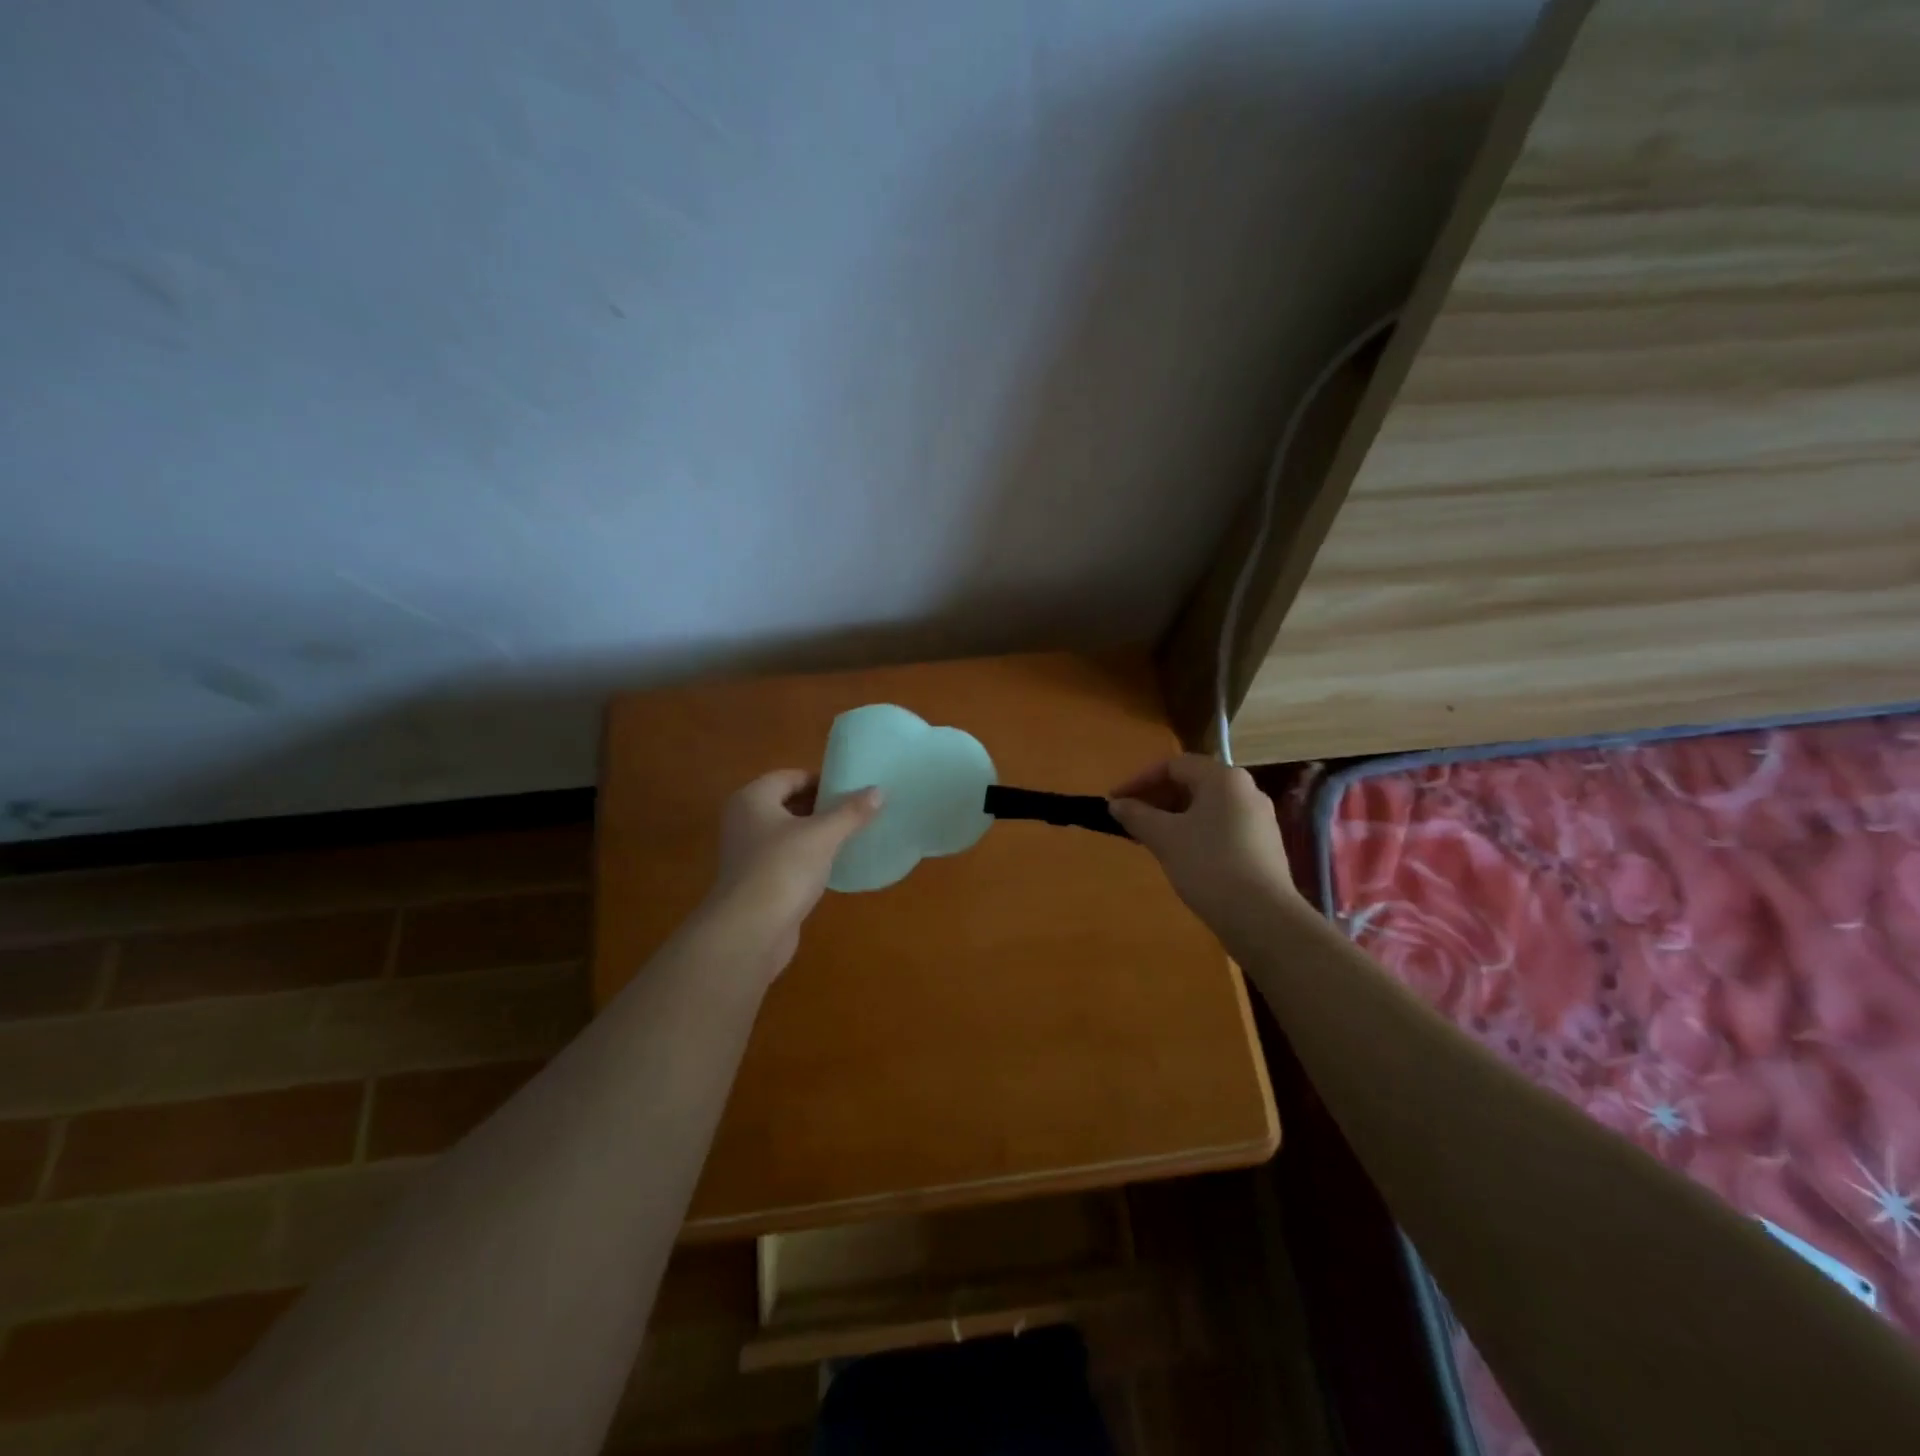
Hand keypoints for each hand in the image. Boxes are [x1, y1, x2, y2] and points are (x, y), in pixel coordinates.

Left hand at [703, 770, 881, 972]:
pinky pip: (785, 859)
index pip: (790, 776)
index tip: (851, 790)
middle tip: (855, 812)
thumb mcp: (823, 835)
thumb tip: (878, 791)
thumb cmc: (783, 869)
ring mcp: (747, 853)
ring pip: (787, 833)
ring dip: (815, 834)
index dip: (821, 780)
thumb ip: (851, 812)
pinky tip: (831, 866)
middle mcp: (744, 821)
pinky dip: (807, 858)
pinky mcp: (756, 881)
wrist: (750, 931)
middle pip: (787, 803)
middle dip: (820, 807)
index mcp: (752, 799)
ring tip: (849, 836)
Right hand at [1107, 754, 1298, 932]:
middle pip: (1192, 783)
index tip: (1115, 801)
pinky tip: (1180, 856)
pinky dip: (1194, 833)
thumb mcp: (1164, 838)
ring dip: (1173, 818)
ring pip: (1206, 808)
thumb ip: (1136, 815)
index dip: (1139, 780)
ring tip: (1149, 840)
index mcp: (1224, 778)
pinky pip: (1221, 827)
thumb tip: (1116, 804)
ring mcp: (1259, 819)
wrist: (1262, 917)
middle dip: (1156, 800)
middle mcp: (1246, 790)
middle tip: (1130, 821)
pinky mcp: (1263, 846)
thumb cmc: (1209, 866)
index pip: (1174, 765)